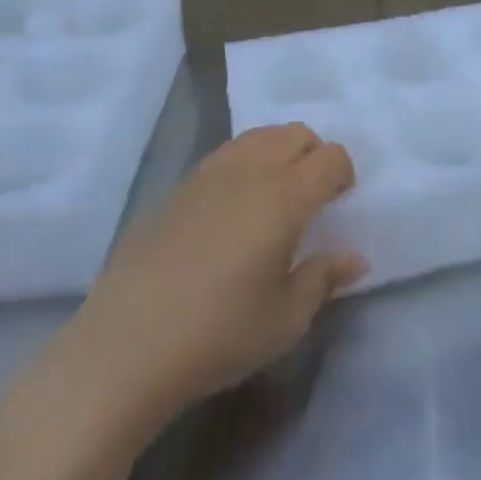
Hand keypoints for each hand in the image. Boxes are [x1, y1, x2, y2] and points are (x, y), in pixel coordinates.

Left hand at [75, 124, 367, 418]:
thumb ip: (324, 278)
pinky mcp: (177, 189)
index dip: (344, 174)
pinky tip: (233, 209)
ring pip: (258, 136)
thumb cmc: (219, 333)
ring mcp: (208, 175)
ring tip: (275, 196)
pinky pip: (225, 155)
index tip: (340, 204)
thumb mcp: (286, 318)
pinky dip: (244, 164)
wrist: (125, 346)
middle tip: (313, 197)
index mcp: (285, 196)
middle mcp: (250, 171)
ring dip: (279, 152)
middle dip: (314, 154)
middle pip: (295, 133)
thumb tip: (355, 258)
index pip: (330, 157)